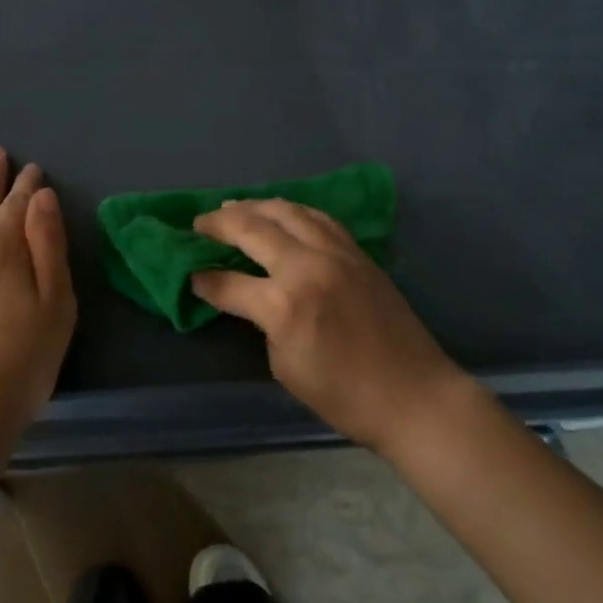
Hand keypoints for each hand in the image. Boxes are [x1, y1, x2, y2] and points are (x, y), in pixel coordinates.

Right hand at [191, 200, 472, 455]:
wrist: (413, 394)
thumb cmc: (344, 396)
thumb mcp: (286, 367)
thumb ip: (262, 323)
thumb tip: (249, 298)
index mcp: (284, 303)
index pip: (229, 282)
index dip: (204, 279)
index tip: (189, 274)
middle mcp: (307, 265)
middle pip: (254, 228)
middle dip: (220, 223)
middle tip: (199, 223)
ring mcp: (336, 252)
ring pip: (287, 211)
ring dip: (256, 206)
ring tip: (234, 207)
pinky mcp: (357, 252)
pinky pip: (318, 218)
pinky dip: (292, 210)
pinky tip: (282, 212)